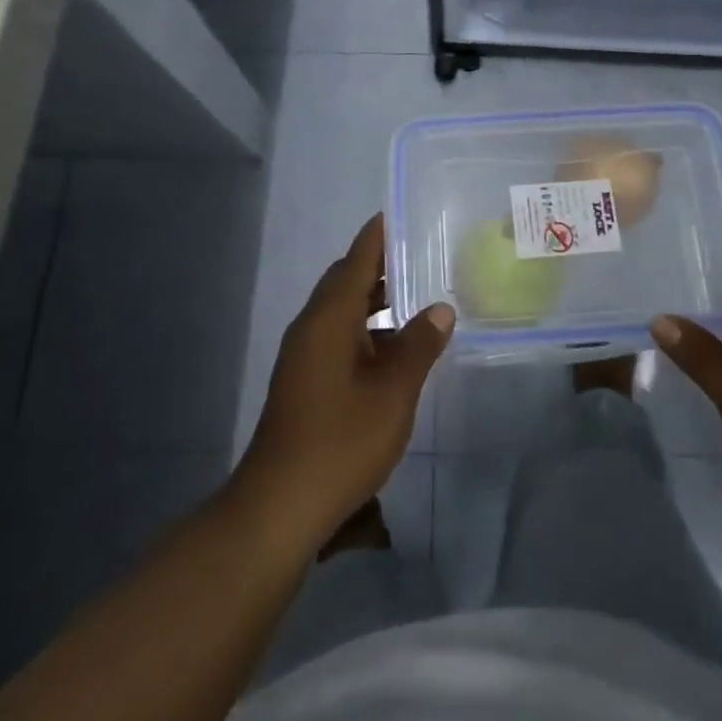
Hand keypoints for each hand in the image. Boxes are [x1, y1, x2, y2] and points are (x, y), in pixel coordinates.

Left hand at [239, 214, 453, 543]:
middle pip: (346, 281)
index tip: (400, 213)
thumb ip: (419, 345)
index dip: (378, 235)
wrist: (279, 507)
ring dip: (374, 302)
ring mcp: (304, 356)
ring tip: (416, 299)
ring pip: (342, 312)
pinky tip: (394, 351)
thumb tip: (441, 308)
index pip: (356, 259)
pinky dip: (366, 331)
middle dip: (380, 267)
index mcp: (329, 317)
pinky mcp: (304, 381)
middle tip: (420, 256)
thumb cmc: (340, 441)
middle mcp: (311, 327)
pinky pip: (337, 336)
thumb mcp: (393, 392)